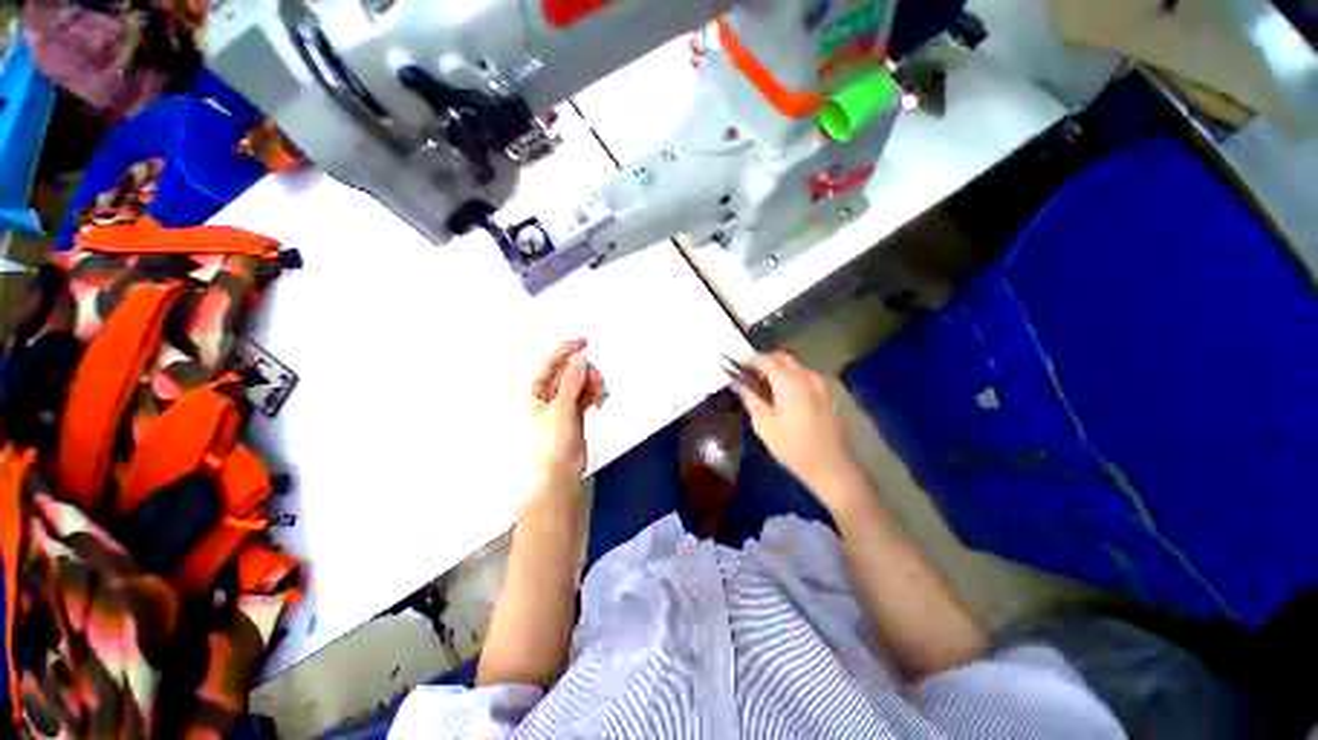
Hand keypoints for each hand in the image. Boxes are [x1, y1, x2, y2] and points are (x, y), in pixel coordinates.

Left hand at [527, 339, 605, 491]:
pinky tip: (598, 402)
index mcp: (533, 392)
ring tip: (598, 397)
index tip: (584, 342)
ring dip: (592, 384)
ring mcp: (561, 404)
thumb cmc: (550, 444)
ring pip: (580, 382)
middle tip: (596, 382)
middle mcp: (546, 395)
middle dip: (585, 373)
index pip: (549, 363)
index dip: (565, 350)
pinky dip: (593, 394)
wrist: (559, 475)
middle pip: (569, 371)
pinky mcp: (574, 413)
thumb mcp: (560, 410)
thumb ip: (571, 382)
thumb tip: (580, 359)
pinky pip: (586, 394)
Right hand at [733, 351, 860, 503]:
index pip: (765, 360)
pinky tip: (783, 394)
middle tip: (749, 374)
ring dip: (778, 369)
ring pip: (795, 366)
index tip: (737, 364)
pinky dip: (790, 377)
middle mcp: (807, 376)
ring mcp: (820, 384)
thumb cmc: (792, 446)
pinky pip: (805, 376)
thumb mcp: (764, 424)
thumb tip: (737, 383)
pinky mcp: (827, 394)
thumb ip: (750, 398)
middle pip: (782, 358)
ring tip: (763, 385)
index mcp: (789, 381)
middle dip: (764, 361)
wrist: (831, 465)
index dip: (750, 360)